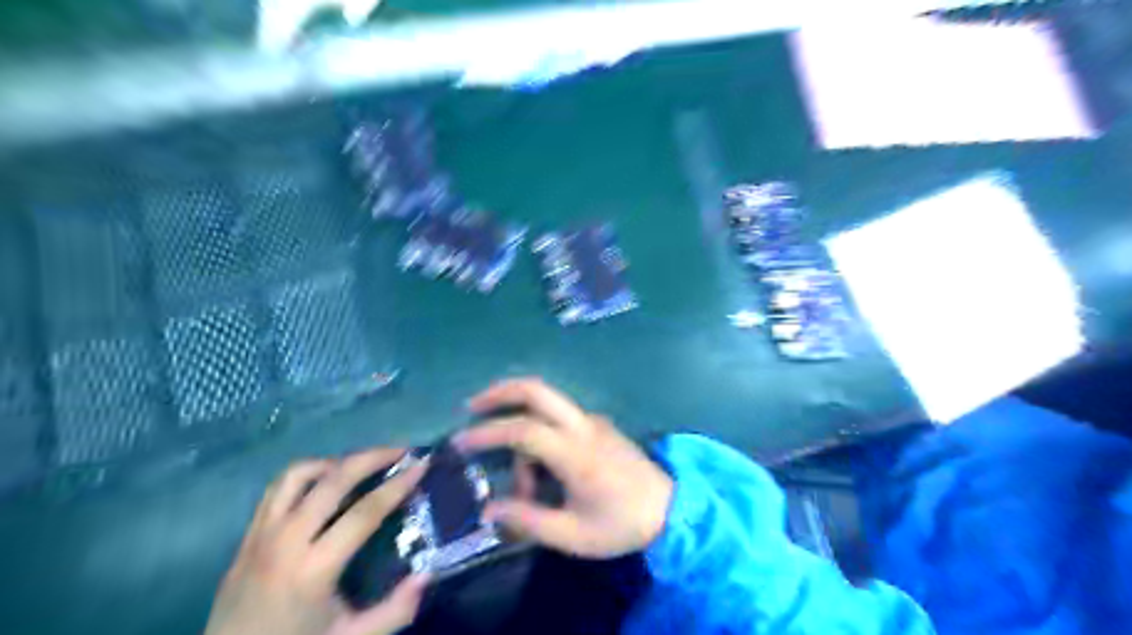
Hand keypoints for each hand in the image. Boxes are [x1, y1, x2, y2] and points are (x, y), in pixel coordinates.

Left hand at [204, 447, 428, 633]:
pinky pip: (277, 488)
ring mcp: (260, 535)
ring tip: (362, 465)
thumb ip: (394, 611)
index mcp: (313, 570)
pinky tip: (326, 482)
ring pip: (298, 474)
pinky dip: (307, 474)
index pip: (364, 512)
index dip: (397, 485)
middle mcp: (285, 542)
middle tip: (401, 451)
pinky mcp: (247, 535)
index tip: (422, 464)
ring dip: (336, 462)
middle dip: (372, 458)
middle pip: (333, 480)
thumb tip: (426, 575)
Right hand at [455, 379, 674, 558]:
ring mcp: (593, 422)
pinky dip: (539, 430)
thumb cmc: (622, 525)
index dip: (488, 433)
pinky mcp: (599, 426)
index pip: (523, 430)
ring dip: (521, 423)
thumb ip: (528, 520)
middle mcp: (583, 426)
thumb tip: (488, 509)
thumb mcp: (573, 535)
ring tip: (518, 477)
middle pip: (538, 390)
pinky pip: (561, 419)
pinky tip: (538, 466)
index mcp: (576, 453)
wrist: (672, 511)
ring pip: (547, 406)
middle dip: (501, 392)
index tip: (460, 442)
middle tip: (472, 406)